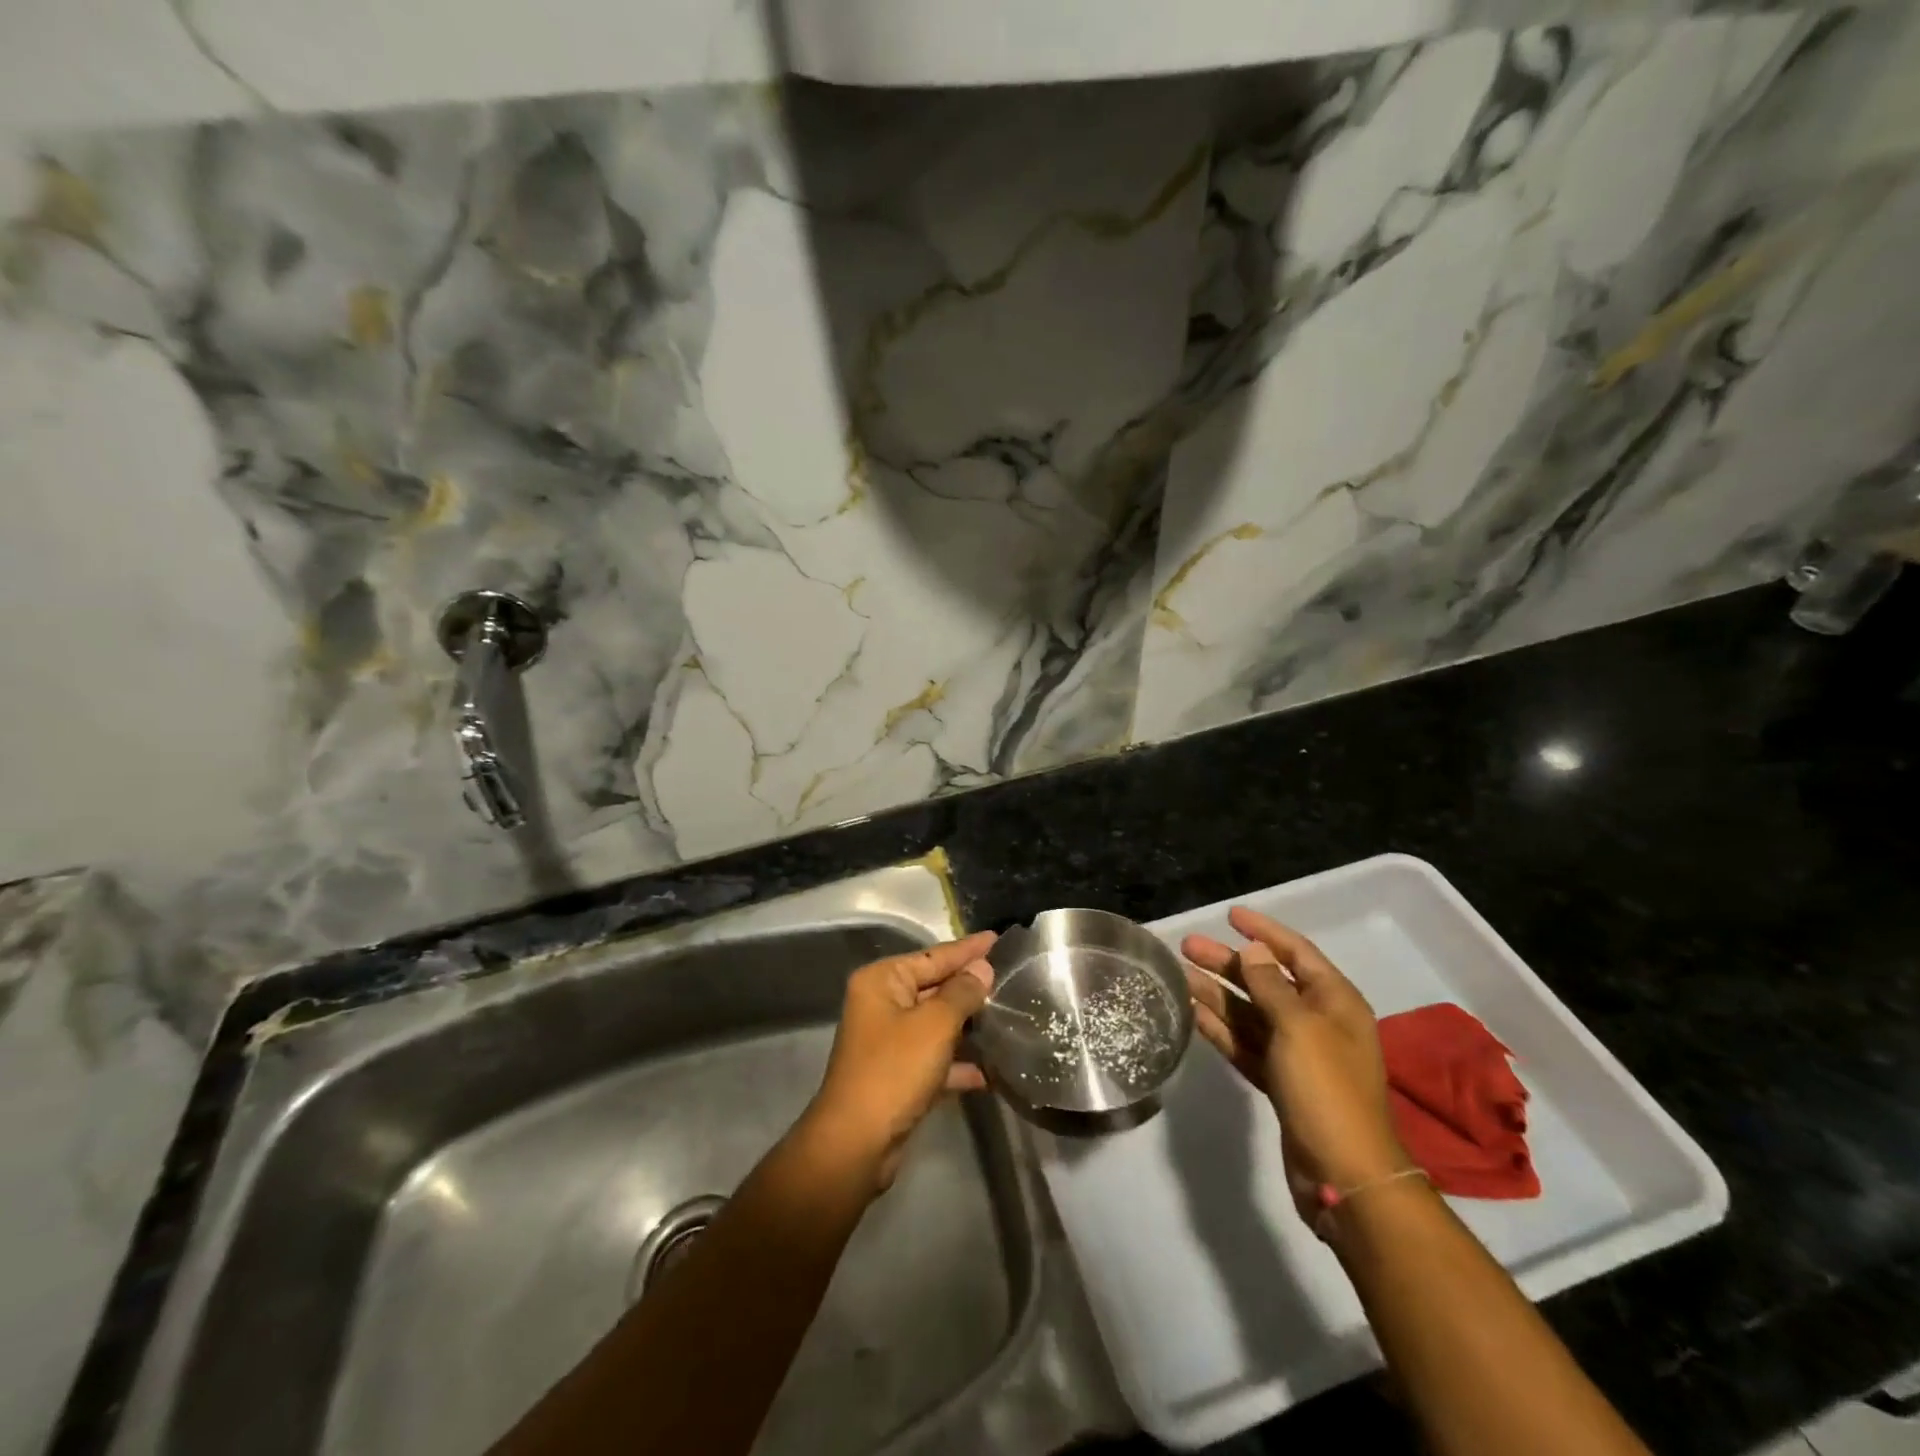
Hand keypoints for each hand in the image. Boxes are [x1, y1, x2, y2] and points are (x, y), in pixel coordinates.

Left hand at [805, 930, 996, 1190]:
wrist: (857, 1143)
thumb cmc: (895, 1070)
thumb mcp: (935, 1025)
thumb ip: (962, 993)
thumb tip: (981, 968)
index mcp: (882, 981)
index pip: (933, 956)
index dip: (967, 949)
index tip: (996, 938)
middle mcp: (881, 1004)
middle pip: (933, 987)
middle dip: (968, 986)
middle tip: (1008, 976)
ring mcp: (888, 1041)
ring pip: (935, 1023)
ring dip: (966, 1024)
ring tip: (1005, 1017)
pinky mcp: (897, 1075)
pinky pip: (934, 1058)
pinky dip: (957, 1063)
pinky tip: (988, 1072)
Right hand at [1183, 907, 1409, 1224]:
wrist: (1344, 1174)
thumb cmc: (1326, 1089)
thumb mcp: (1299, 1027)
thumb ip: (1271, 986)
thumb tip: (1254, 951)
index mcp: (1334, 1002)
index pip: (1296, 952)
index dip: (1264, 931)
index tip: (1230, 915)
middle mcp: (1317, 1022)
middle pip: (1267, 981)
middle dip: (1229, 963)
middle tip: (1188, 947)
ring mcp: (1297, 1054)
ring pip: (1251, 1012)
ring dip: (1217, 994)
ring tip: (1180, 975)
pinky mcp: (1280, 1082)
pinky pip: (1245, 1044)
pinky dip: (1221, 1029)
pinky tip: (1193, 1014)